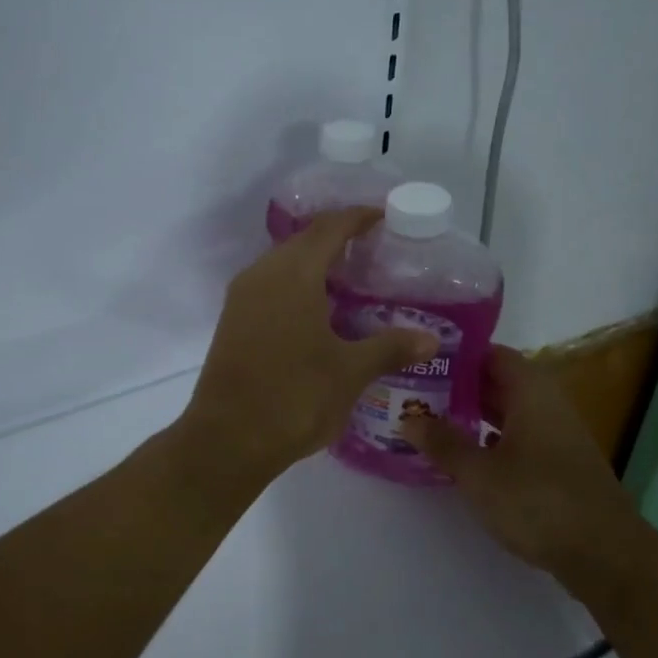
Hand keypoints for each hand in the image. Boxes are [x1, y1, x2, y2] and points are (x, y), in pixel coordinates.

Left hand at [175, 208, 436, 484]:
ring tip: (349, 280)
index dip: (356, 218)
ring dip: (313, 263)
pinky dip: (295, 286)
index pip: (328, 228)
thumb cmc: (294, 398)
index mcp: (292, 275)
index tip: (383, 216)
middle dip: (336, 238)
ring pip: (282, 265)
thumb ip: (390, 348)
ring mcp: (241, 300)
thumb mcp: (350, 372)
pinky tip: (317, 312)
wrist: (227, 440)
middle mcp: (261, 276)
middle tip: (372, 250)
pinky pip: (268, 287)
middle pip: (302, 241)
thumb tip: (430, 338)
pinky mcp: (232, 323)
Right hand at [402, 345, 634, 573]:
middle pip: (500, 383)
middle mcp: (548, 406)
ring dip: (474, 415)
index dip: (460, 355)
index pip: (493, 355)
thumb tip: (408, 418)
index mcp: (531, 394)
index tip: (424, 360)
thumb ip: (443, 443)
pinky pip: (519, 439)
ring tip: (433, 421)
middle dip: (460, 387)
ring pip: (509, 413)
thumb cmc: (538, 502)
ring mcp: (557, 437)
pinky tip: (467, 458)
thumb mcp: (479, 473)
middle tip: (417, 391)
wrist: (605, 554)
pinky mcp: (559, 467)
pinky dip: (491, 441)